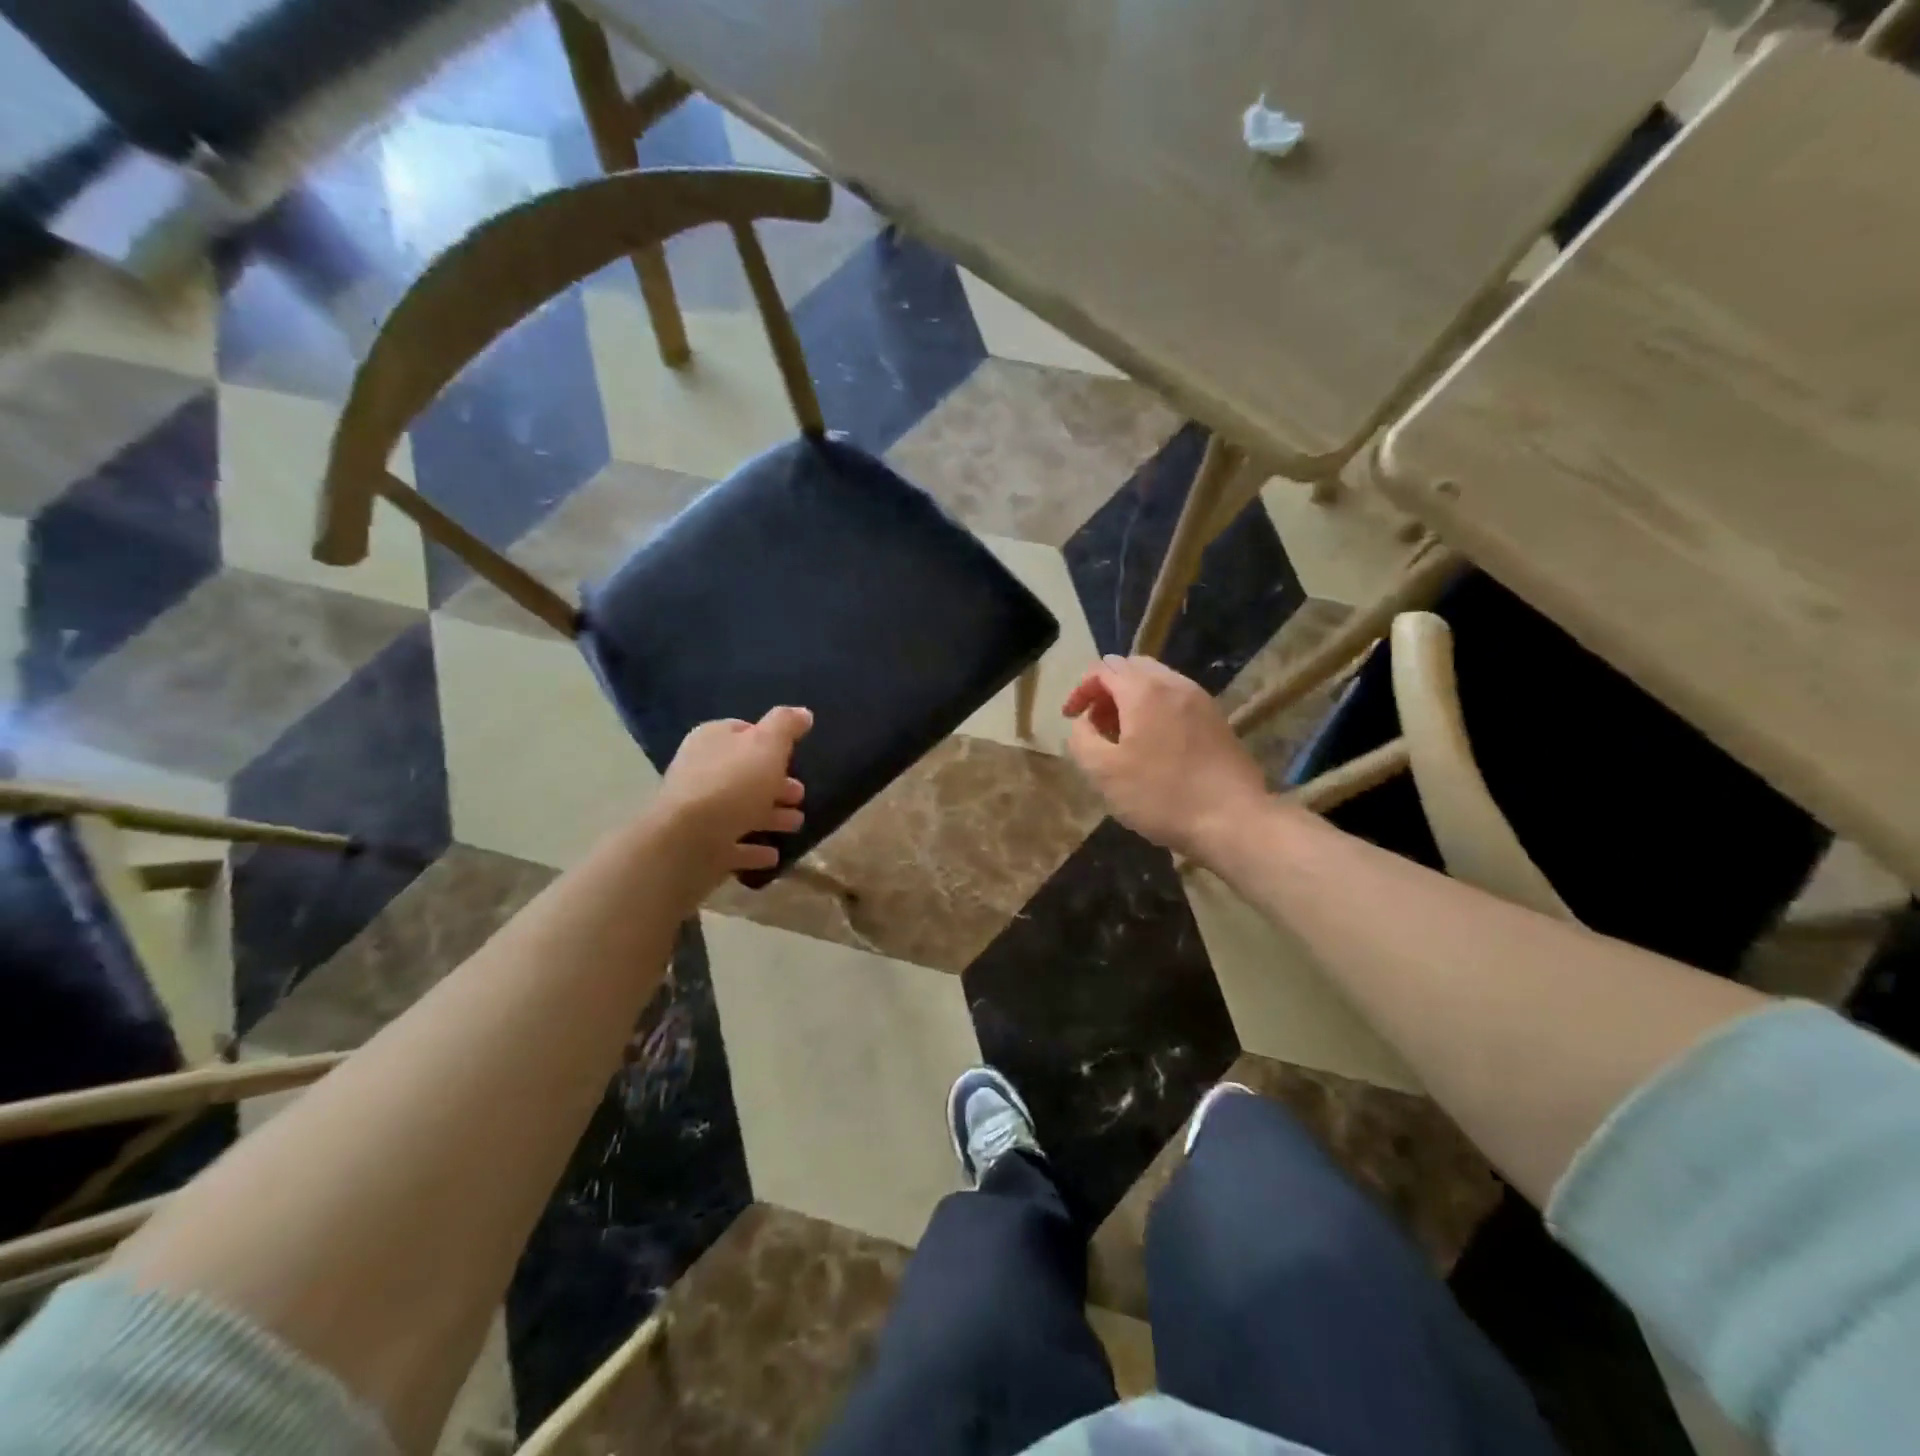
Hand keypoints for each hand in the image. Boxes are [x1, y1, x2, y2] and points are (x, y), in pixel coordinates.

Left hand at [653, 707, 811, 892]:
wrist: (688, 840)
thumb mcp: (767, 744)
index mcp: (713, 740)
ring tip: (796, 824)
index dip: (769, 742)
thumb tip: (803, 712)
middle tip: (800, 794)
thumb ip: (786, 725)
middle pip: (745, 774)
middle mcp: (701, 771)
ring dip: (770, 817)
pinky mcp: (700, 846)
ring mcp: (699, 811)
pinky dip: (753, 849)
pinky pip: (733, 845)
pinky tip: (773, 855)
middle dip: (775, 783)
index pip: (742, 732)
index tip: (793, 755)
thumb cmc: (732, 783)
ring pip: (741, 810)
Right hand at [1063, 656, 1266, 857]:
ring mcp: (1201, 701)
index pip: (1104, 669)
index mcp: (1144, 691)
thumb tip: (1084, 723)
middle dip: (1107, 691)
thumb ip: (1082, 739)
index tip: (1071, 718)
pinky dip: (1156, 711)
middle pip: (1132, 668)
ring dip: (1131, 701)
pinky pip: (1177, 701)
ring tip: (1122, 738)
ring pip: (1157, 683)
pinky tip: (1153, 747)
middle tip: (1096, 725)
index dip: (1081, 690)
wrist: (1233, 820)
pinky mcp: (1217, 721)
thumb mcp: (1103, 772)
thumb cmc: (1161, 795)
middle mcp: (1175, 684)